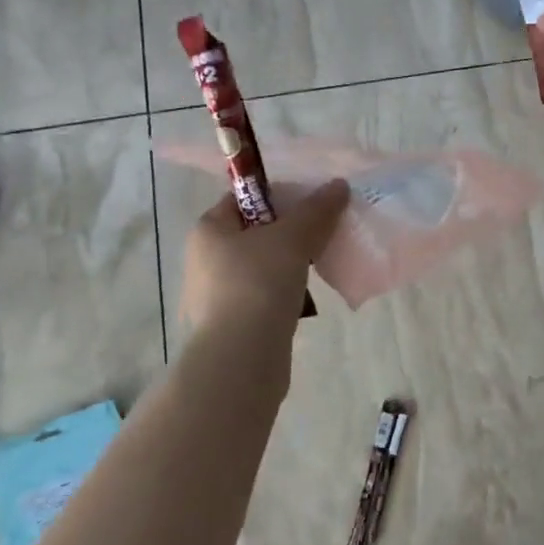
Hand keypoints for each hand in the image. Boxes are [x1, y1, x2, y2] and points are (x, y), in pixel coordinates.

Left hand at [180, 179, 349, 330]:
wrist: (240, 359)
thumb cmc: (258, 284)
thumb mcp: (294, 238)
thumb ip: (317, 209)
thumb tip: (339, 185)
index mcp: (209, 230)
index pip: (242, 198)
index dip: (277, 195)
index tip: (311, 203)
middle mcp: (204, 259)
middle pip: (255, 232)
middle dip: (290, 232)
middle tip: (322, 233)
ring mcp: (215, 295)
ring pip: (261, 266)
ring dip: (289, 265)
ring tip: (320, 266)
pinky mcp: (230, 325)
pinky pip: (263, 296)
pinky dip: (283, 294)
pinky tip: (305, 300)